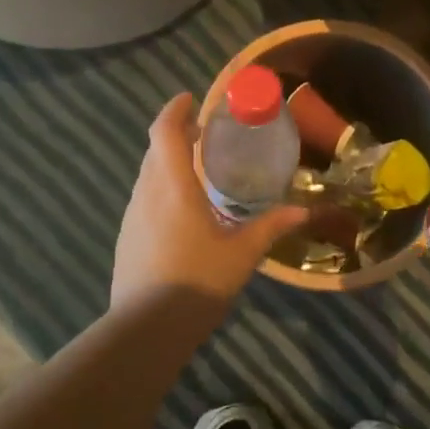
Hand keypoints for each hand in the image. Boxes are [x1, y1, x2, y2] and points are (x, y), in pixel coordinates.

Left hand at [111, 94, 307, 311]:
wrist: (146, 329)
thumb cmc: (198, 282)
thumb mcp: (242, 254)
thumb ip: (271, 227)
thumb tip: (304, 211)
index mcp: (173, 187)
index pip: (164, 132)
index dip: (175, 110)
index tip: (191, 98)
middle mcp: (146, 194)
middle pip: (154, 150)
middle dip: (176, 134)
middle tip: (204, 133)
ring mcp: (131, 217)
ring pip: (147, 175)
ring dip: (167, 163)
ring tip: (197, 169)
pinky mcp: (126, 238)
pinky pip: (144, 199)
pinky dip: (161, 188)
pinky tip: (182, 211)